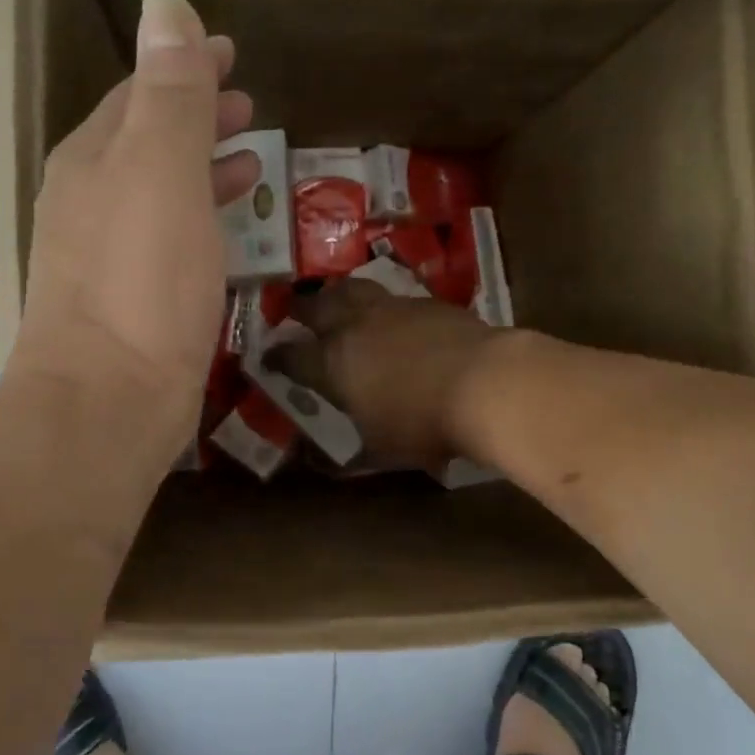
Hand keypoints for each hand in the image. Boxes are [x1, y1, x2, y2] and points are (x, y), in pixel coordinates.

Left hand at [7, 0, 259, 466]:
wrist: (107, 402)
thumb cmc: (140, 282)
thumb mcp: (161, 173)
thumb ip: (169, 95)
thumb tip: (165, 7)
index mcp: (93, 160)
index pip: (140, 93)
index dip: (184, 67)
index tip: (230, 52)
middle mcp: (89, 201)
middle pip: (145, 141)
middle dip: (194, 116)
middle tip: (246, 105)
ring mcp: (104, 256)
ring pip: (157, 191)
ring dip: (198, 167)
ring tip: (248, 161)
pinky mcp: (128, 303)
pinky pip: (167, 238)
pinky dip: (197, 219)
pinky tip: (225, 233)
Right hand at [281, 280, 509, 467]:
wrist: (485, 383)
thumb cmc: (423, 423)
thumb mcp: (381, 449)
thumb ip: (349, 454)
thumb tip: (319, 466)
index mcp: (334, 363)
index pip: (293, 357)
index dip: (277, 357)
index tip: (268, 357)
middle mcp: (356, 326)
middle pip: (319, 307)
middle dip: (301, 308)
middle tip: (294, 308)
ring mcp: (393, 308)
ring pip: (355, 289)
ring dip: (340, 294)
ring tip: (337, 298)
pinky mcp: (428, 302)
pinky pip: (395, 296)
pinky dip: (384, 304)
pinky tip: (393, 314)